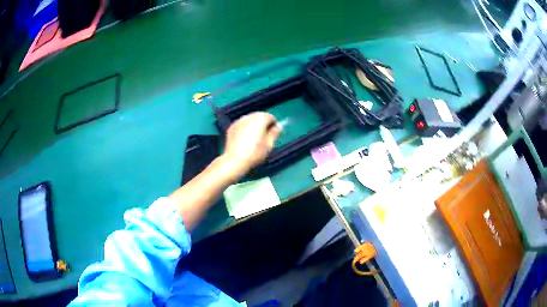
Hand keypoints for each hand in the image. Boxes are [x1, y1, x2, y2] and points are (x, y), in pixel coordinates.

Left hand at [223, 112, 280, 175]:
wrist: (234, 160)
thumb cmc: (254, 154)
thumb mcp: (269, 145)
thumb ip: (274, 133)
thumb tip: (278, 126)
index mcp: (260, 120)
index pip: (270, 116)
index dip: (273, 124)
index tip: (273, 133)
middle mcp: (249, 117)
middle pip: (259, 115)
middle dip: (264, 122)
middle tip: (265, 135)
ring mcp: (239, 121)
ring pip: (250, 118)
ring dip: (254, 124)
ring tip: (255, 137)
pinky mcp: (232, 127)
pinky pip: (242, 123)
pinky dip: (246, 127)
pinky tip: (245, 138)